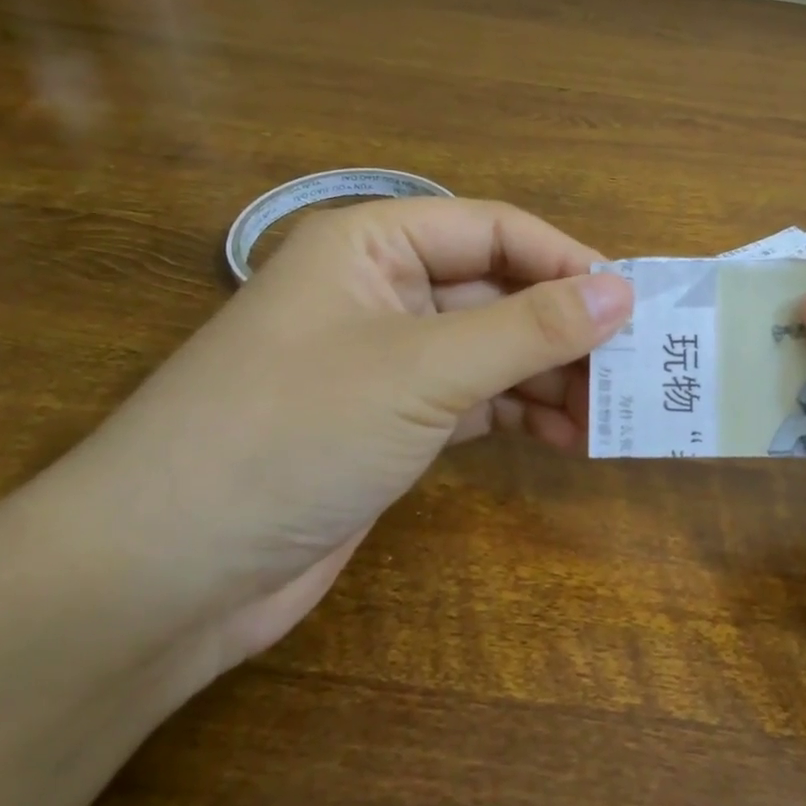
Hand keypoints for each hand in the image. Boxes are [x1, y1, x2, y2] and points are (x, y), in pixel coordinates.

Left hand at [36, 198, 631, 668]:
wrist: (166, 574)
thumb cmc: (294, 433)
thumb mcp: (424, 370)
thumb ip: (530, 329)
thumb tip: (623, 292)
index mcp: (372, 245)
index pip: (495, 231)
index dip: (567, 261)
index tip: (634, 305)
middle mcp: (381, 292)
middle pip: (498, 293)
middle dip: (566, 329)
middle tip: (639, 368)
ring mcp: (385, 361)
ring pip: (492, 351)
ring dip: (551, 378)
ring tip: (614, 413)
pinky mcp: (390, 423)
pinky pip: (475, 401)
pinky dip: (521, 415)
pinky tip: (568, 441)